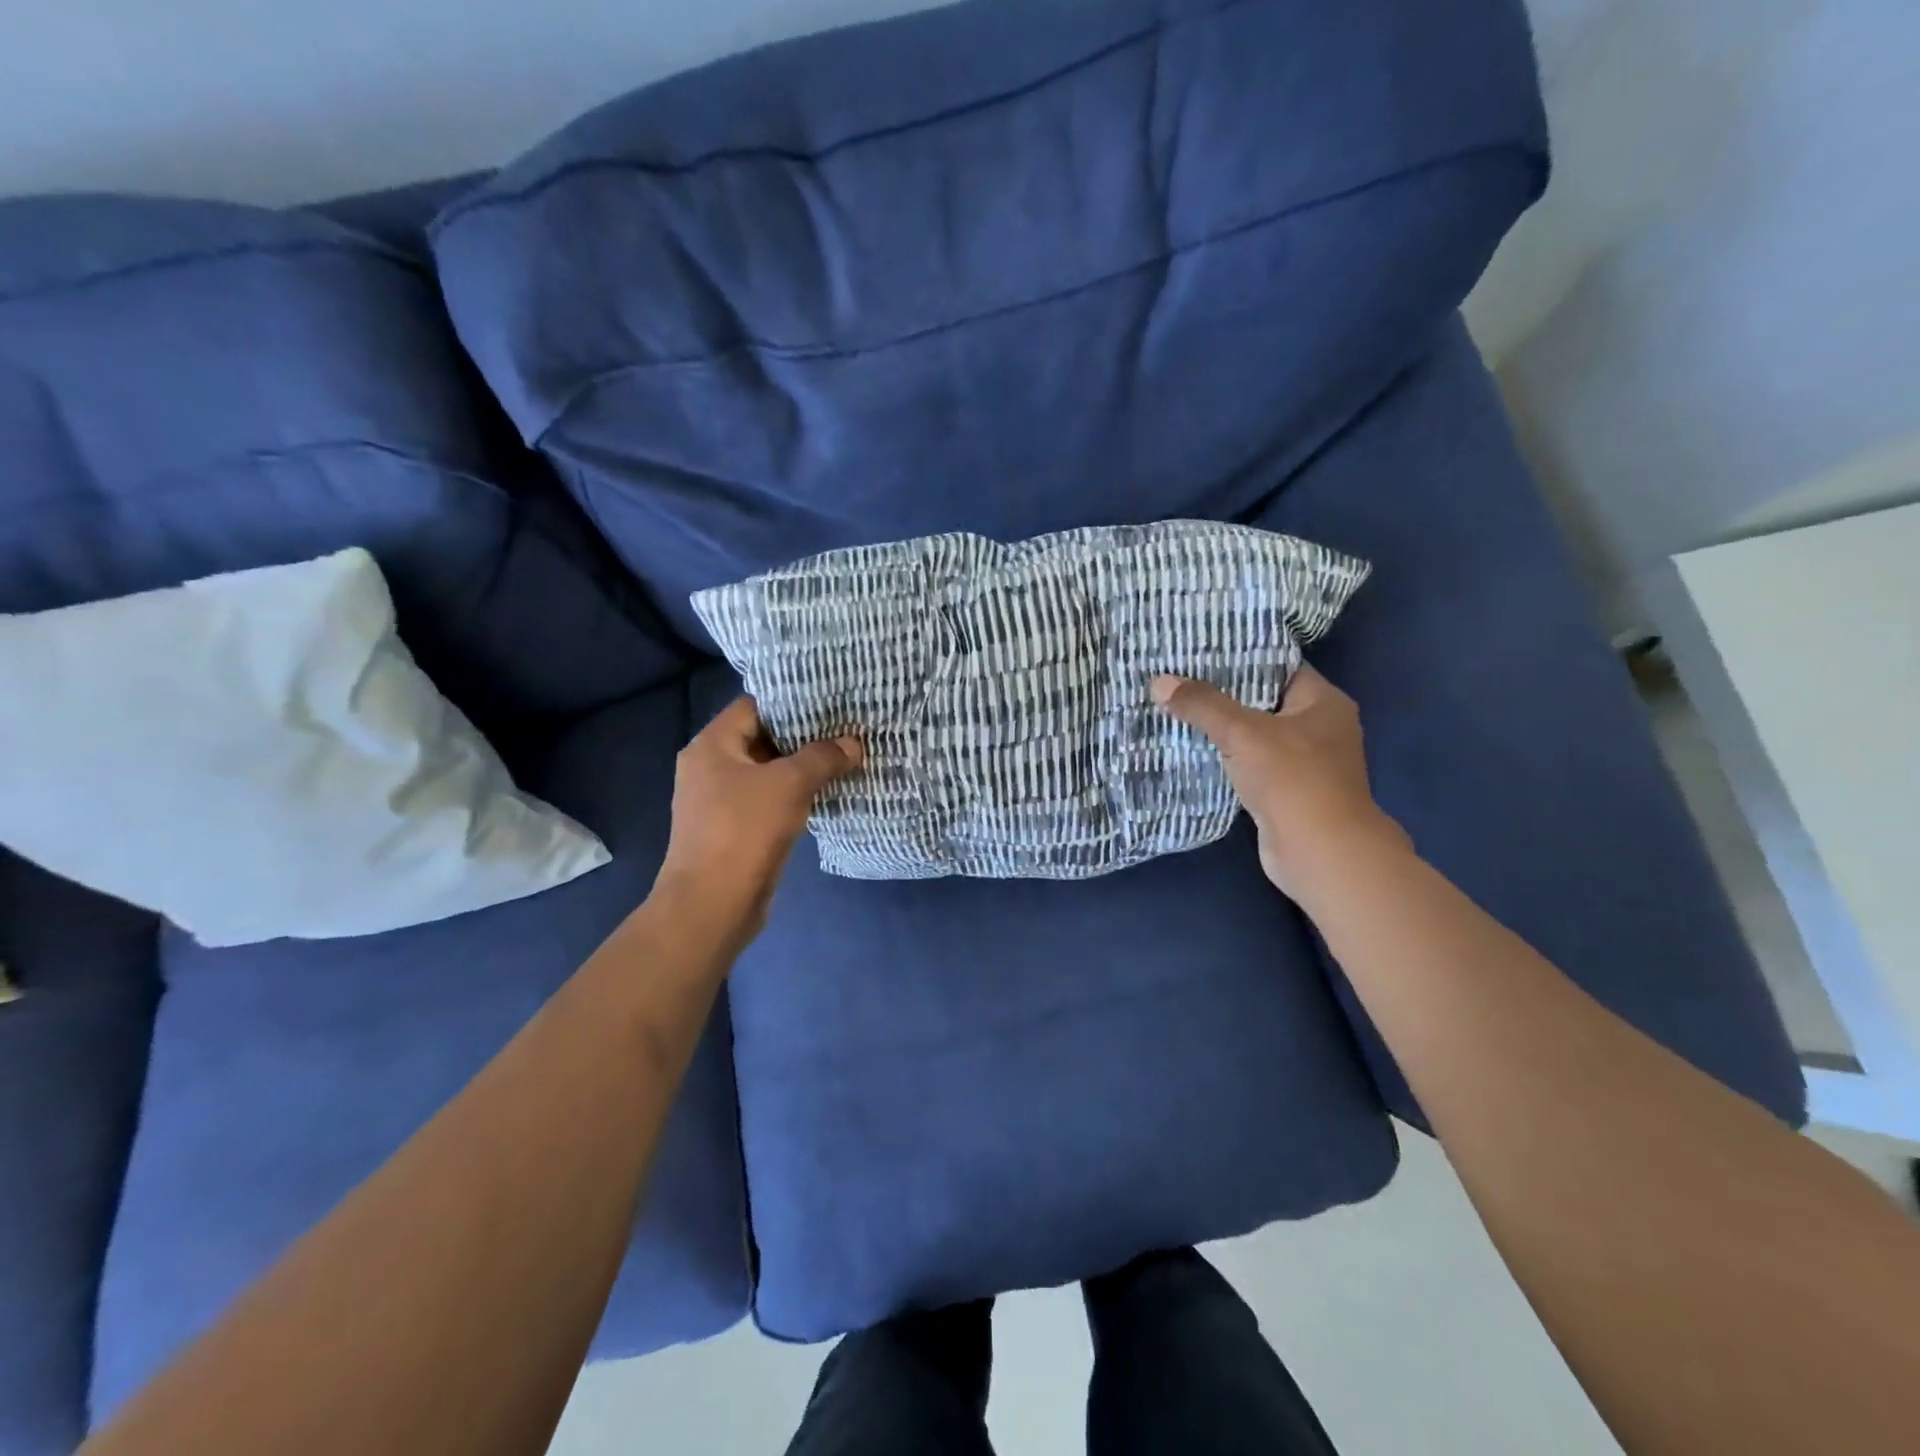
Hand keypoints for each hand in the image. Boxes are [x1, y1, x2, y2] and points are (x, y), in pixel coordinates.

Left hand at [651, 697, 863, 952]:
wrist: (711, 905)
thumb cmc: (744, 831)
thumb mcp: (790, 785)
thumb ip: (823, 757)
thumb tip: (854, 743)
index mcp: (712, 745)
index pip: (754, 706)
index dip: (792, 703)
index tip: (831, 703)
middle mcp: (710, 767)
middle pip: (762, 739)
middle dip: (804, 737)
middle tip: (846, 730)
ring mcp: (720, 801)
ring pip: (768, 773)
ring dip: (802, 769)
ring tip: (845, 758)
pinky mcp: (734, 829)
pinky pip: (768, 801)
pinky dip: (795, 796)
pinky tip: (828, 794)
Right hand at [1151, 664, 1405, 896]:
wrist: (1319, 853)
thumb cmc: (1292, 779)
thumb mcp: (1243, 732)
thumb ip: (1202, 705)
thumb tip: (1159, 681)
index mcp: (1324, 702)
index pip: (1279, 667)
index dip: (1241, 657)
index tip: (1200, 651)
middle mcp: (1320, 728)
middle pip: (1264, 701)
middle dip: (1224, 694)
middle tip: (1180, 678)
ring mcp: (1306, 764)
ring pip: (1256, 736)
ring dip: (1222, 729)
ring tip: (1178, 709)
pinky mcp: (1287, 793)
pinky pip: (1251, 764)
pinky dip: (1226, 758)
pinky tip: (1192, 749)